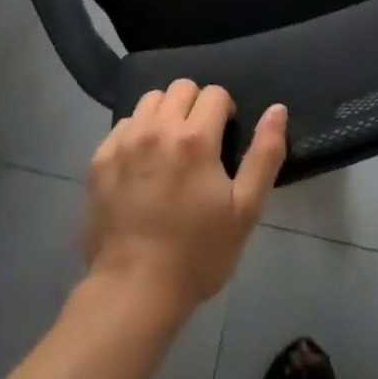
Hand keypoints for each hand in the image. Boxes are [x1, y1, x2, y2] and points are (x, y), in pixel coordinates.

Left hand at [83, 80, 286, 316]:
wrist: (134, 291)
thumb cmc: (197, 253)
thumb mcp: (245, 210)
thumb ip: (264, 154)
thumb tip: (277, 109)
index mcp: (195, 138)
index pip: (215, 93)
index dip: (225, 111)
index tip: (224, 138)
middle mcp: (157, 128)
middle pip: (181, 87)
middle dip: (195, 105)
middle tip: (199, 142)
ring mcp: (124, 141)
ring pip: (149, 100)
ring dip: (165, 114)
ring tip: (169, 147)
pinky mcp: (100, 159)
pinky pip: (123, 125)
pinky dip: (136, 133)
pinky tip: (141, 165)